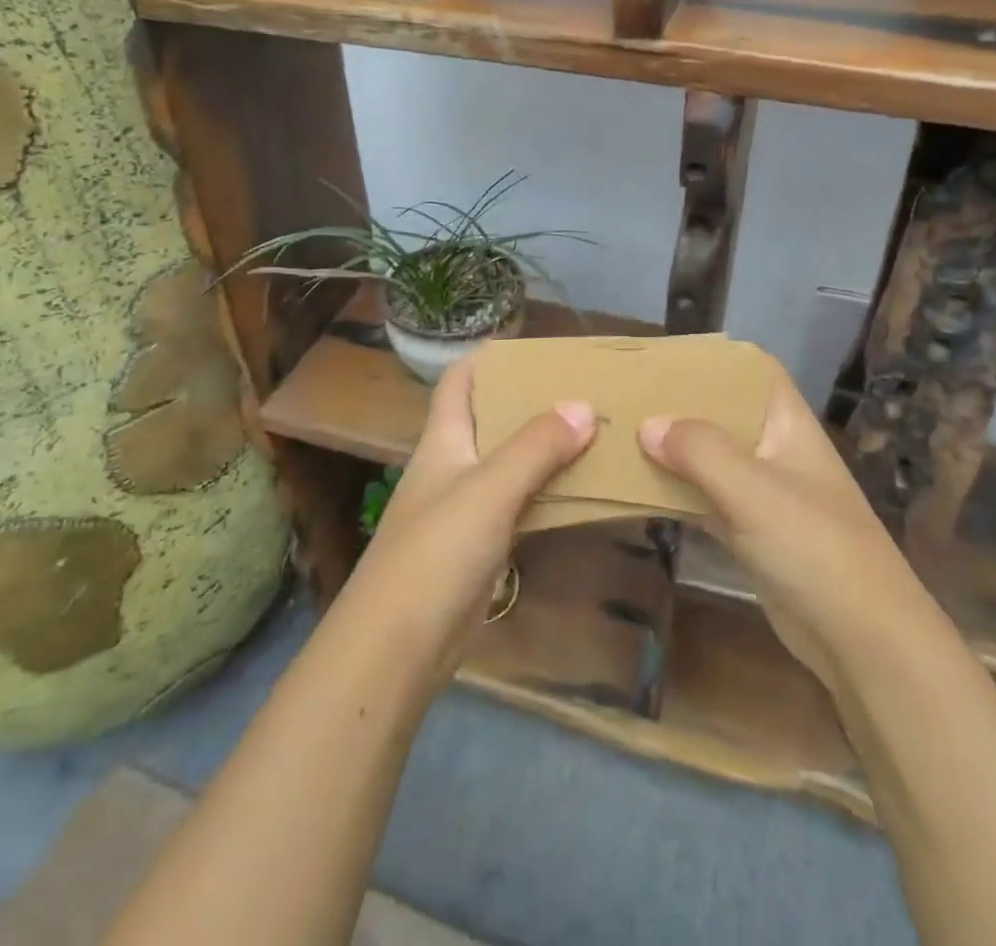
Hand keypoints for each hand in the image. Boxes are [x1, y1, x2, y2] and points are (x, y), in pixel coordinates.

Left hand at [343, 355, 595, 680]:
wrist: (399, 645)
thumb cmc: (436, 551)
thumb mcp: (488, 488)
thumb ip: (536, 446)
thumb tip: (584, 406)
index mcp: (444, 438)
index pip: (460, 380)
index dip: (491, 358)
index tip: (539, 349)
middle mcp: (454, 463)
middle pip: (493, 418)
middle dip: (533, 402)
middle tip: (585, 389)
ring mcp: (467, 506)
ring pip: (512, 462)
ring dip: (547, 448)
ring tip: (596, 430)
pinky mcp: (482, 544)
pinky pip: (521, 503)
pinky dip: (549, 491)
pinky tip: (583, 488)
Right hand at [638, 378, 913, 692]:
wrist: (862, 640)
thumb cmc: (814, 546)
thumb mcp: (753, 489)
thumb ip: (699, 450)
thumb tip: (647, 425)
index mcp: (787, 423)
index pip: (751, 370)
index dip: (712, 358)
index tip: (662, 358)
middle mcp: (775, 449)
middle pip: (723, 412)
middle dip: (679, 405)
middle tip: (627, 397)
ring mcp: (764, 493)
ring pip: (710, 458)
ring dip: (673, 450)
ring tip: (621, 435)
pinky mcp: (752, 533)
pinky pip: (706, 500)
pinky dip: (677, 493)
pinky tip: (638, 488)